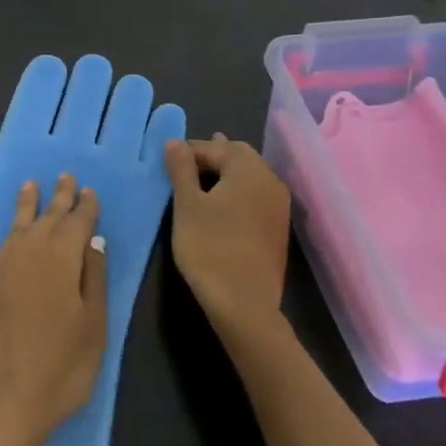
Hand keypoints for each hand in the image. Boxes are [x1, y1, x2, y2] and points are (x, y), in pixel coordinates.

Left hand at [0, 173, 107, 445]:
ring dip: (23, 204)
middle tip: (64, 177)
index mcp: (62, 260)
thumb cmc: (60, 369)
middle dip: (58, 197)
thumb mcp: (94, 328)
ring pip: (13, 226)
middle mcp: (28, 253)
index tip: (88, 191)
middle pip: (47, 218)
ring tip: (29, 185)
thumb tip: (94, 240)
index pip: (77, 223)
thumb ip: (94, 279)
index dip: (84, 206)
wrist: (2, 403)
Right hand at [165, 135, 291, 346]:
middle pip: (239, 156)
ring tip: (201, 179)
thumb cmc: (209, 246)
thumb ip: (181, 168)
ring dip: (225, 173)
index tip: (167, 160)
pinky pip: (255, 196)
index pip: (215, 147)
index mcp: (249, 169)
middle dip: (212, 155)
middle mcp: (270, 181)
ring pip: (250, 176)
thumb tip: (175, 141)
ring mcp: (278, 206)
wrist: (244, 304)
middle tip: (184, 163)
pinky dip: (237, 192)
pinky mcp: (278, 228)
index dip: (189, 150)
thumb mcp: (187, 204)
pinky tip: (221, 203)